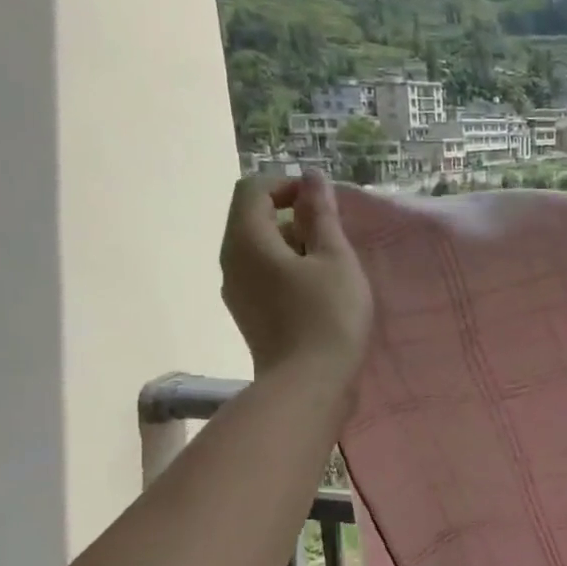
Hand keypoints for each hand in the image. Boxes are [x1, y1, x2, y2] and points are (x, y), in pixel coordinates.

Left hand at [220, 170, 373, 387]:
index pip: (254, 189)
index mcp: (247, 240)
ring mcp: (236, 293)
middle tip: (332, 238)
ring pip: (259, 252)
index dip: (288, 186)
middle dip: (293, 218)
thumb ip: (322, 216)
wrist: (308, 386)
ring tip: (330, 268)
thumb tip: (313, 179)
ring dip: (292, 248)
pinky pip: (262, 278)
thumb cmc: (328, 317)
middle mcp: (230, 261)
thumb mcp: (336, 260)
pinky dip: (287, 273)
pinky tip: (318, 294)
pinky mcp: (249, 317)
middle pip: (253, 220)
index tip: (323, 205)